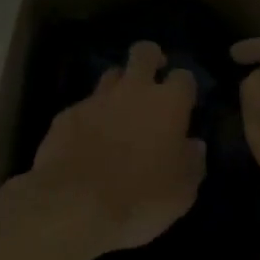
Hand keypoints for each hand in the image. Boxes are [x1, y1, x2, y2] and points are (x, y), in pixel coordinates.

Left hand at [14, 40, 205, 259]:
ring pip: (111, 75)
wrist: (73, 206)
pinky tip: (89, 140)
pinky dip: (91, 118)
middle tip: (153, 78)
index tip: (185, 103)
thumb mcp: (182, 191)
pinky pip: (84, 107)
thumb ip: (192, 162)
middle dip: (151, 58)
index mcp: (168, 104)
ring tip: (121, 110)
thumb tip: (194, 145)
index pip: (184, 77)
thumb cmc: (141, 199)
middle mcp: (133, 91)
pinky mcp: (65, 116)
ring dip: (119, 86)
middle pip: (144, 52)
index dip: (185, 88)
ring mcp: (95, 100)